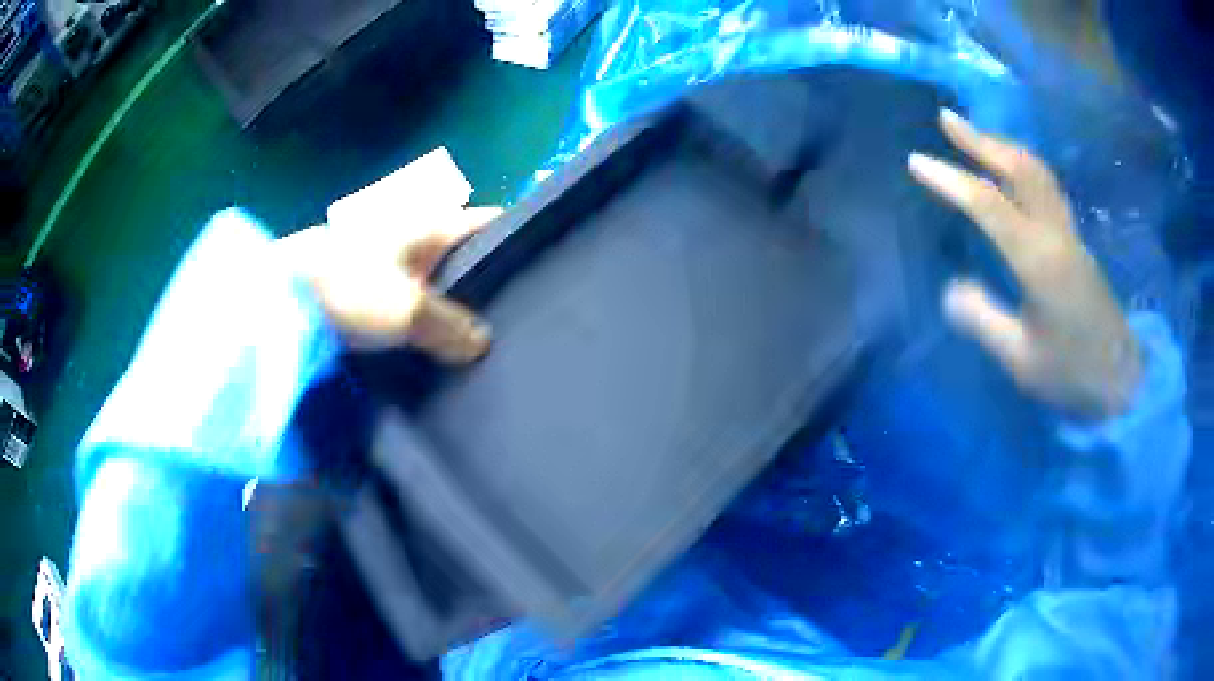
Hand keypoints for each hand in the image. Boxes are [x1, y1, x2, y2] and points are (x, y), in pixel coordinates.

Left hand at [277, 206, 500, 362]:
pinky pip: (412, 304)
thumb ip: (451, 327)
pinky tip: (437, 350)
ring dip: (454, 309)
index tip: (542, 274)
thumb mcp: (409, 310)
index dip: (517, 241)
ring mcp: (391, 263)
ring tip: (484, 345)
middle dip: (489, 284)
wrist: (280, 297)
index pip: (490, 223)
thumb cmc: (350, 287)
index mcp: (432, 226)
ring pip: (439, 283)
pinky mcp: (370, 289)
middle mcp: (416, 238)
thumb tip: (481, 344)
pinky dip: (425, 322)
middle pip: (467, 255)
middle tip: (515, 324)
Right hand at [909, 110, 1142, 420]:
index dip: (951, 180)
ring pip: (1038, 172)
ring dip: (1004, 146)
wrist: (1121, 379)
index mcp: (1039, 261)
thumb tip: (951, 289)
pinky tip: (1012, 168)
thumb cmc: (1072, 373)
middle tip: (947, 118)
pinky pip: (1047, 187)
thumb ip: (984, 321)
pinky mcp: (1076, 242)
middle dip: (982, 140)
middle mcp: (1055, 234)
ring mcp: (1070, 234)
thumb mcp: (1021, 360)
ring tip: (976, 135)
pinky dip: (1023, 165)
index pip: (989, 206)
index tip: (916, 161)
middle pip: (1020, 169)